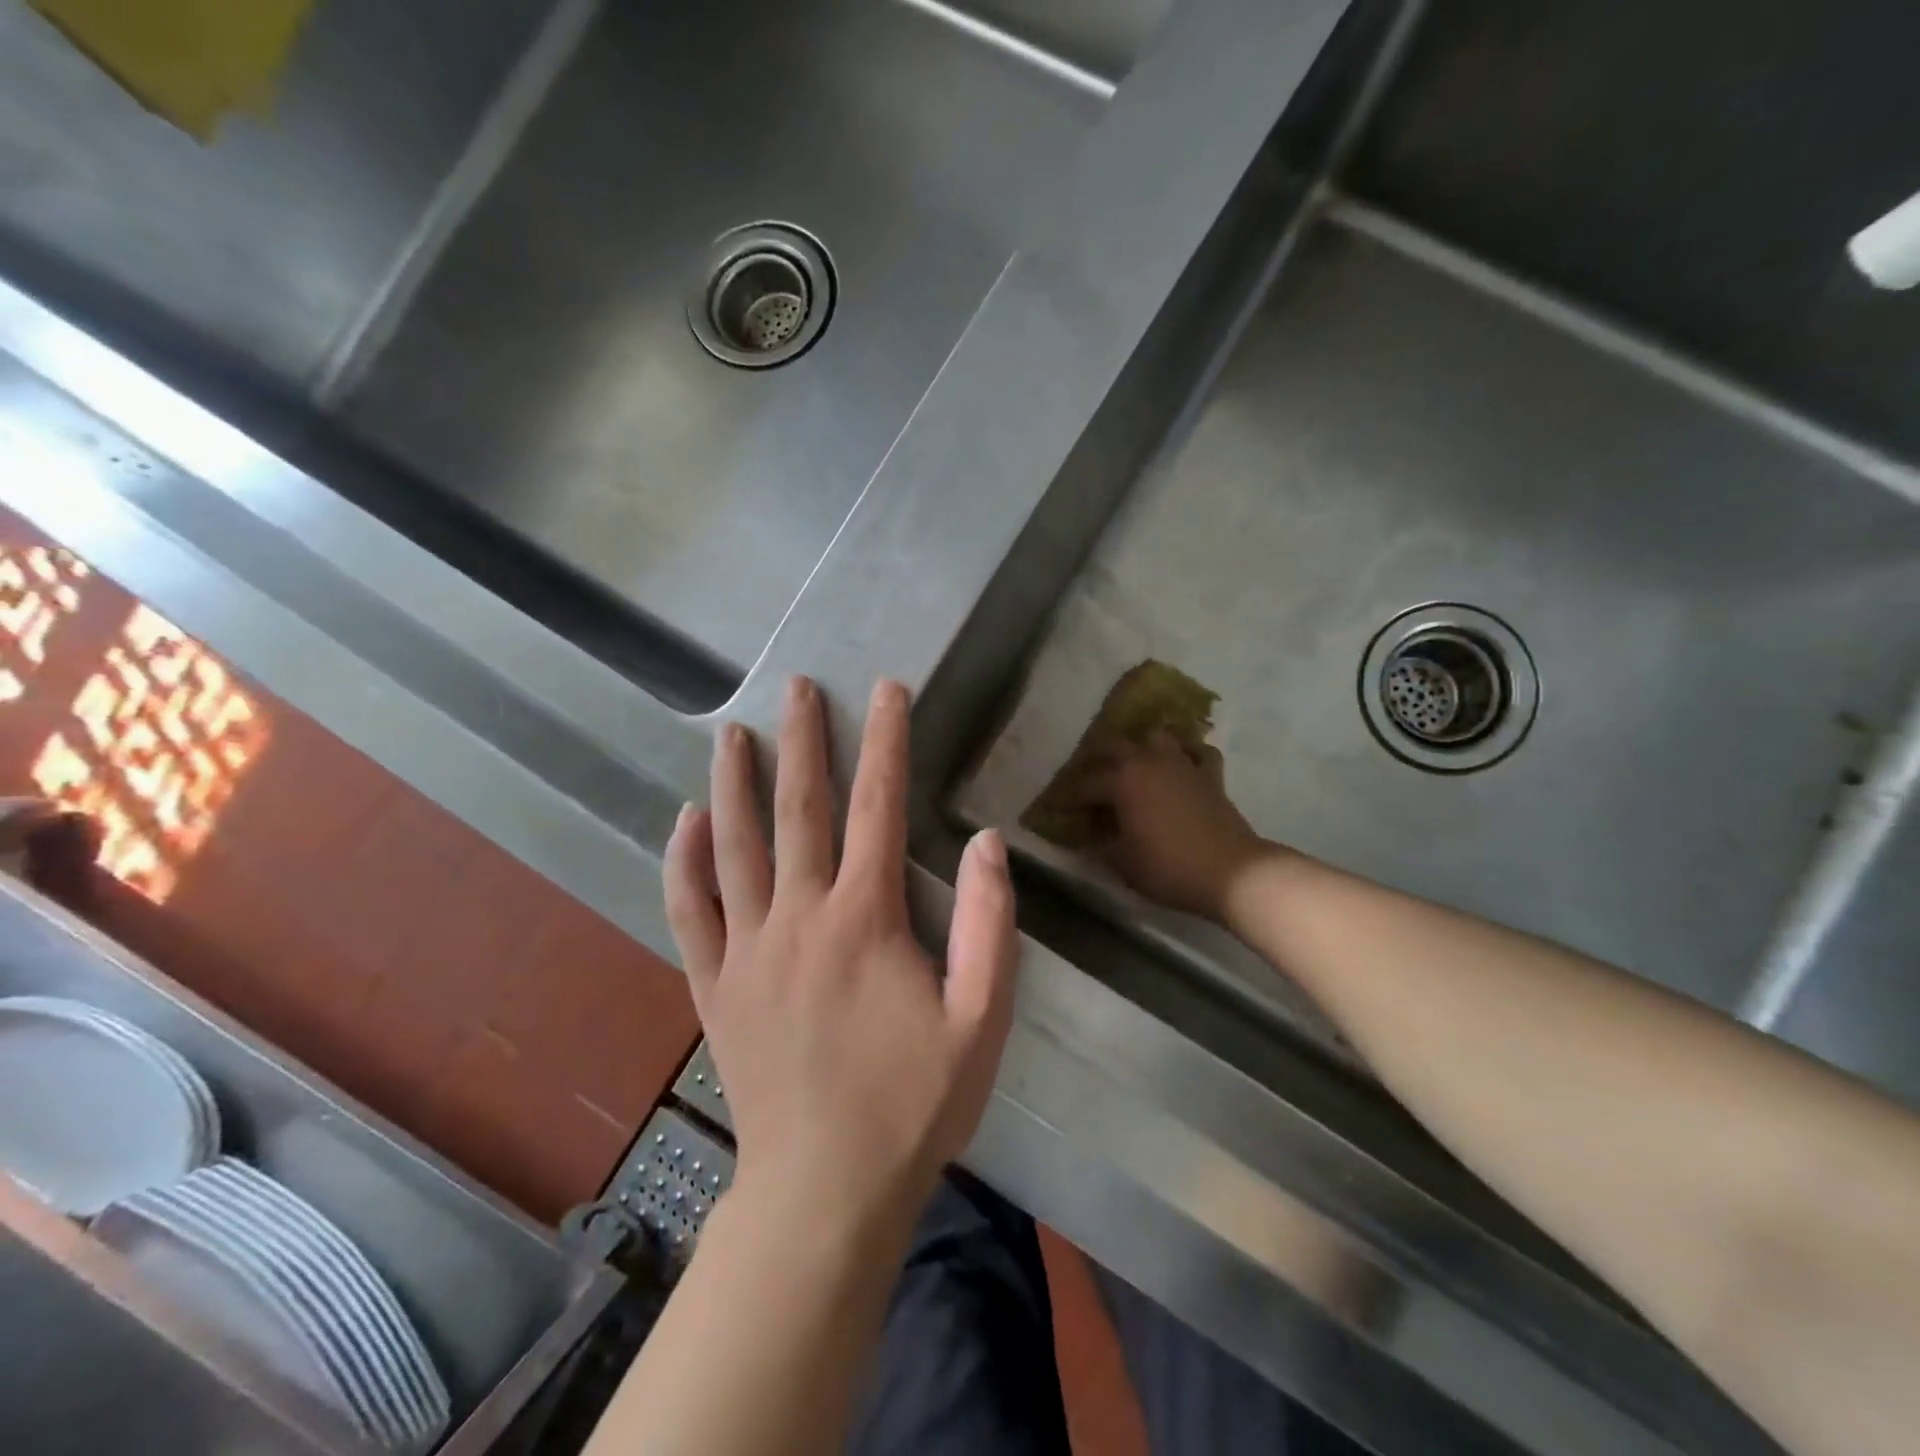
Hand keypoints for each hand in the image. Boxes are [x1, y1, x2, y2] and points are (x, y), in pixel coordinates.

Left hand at [663, 677, 1017, 1230]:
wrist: (825, 1190)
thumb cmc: (914, 1104)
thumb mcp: (982, 1020)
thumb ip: (990, 926)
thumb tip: (986, 842)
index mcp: (866, 918)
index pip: (879, 806)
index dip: (887, 742)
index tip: (886, 691)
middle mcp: (800, 916)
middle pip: (799, 810)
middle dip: (803, 741)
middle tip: (796, 688)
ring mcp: (748, 949)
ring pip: (734, 846)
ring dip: (734, 783)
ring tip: (732, 733)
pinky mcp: (715, 985)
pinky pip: (690, 910)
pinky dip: (683, 862)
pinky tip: (683, 821)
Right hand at [1073, 730, 1266, 920]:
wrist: (1232, 872)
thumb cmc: (1168, 867)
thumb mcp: (1123, 862)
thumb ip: (1101, 845)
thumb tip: (1090, 838)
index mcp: (1122, 780)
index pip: (1083, 784)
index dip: (1065, 797)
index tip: (1053, 807)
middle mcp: (1148, 761)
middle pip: (1113, 746)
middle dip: (1094, 759)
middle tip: (1085, 779)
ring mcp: (1182, 764)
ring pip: (1156, 738)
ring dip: (1140, 746)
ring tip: (1131, 763)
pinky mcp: (1209, 775)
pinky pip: (1196, 752)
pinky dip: (1186, 753)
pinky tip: (1180, 764)